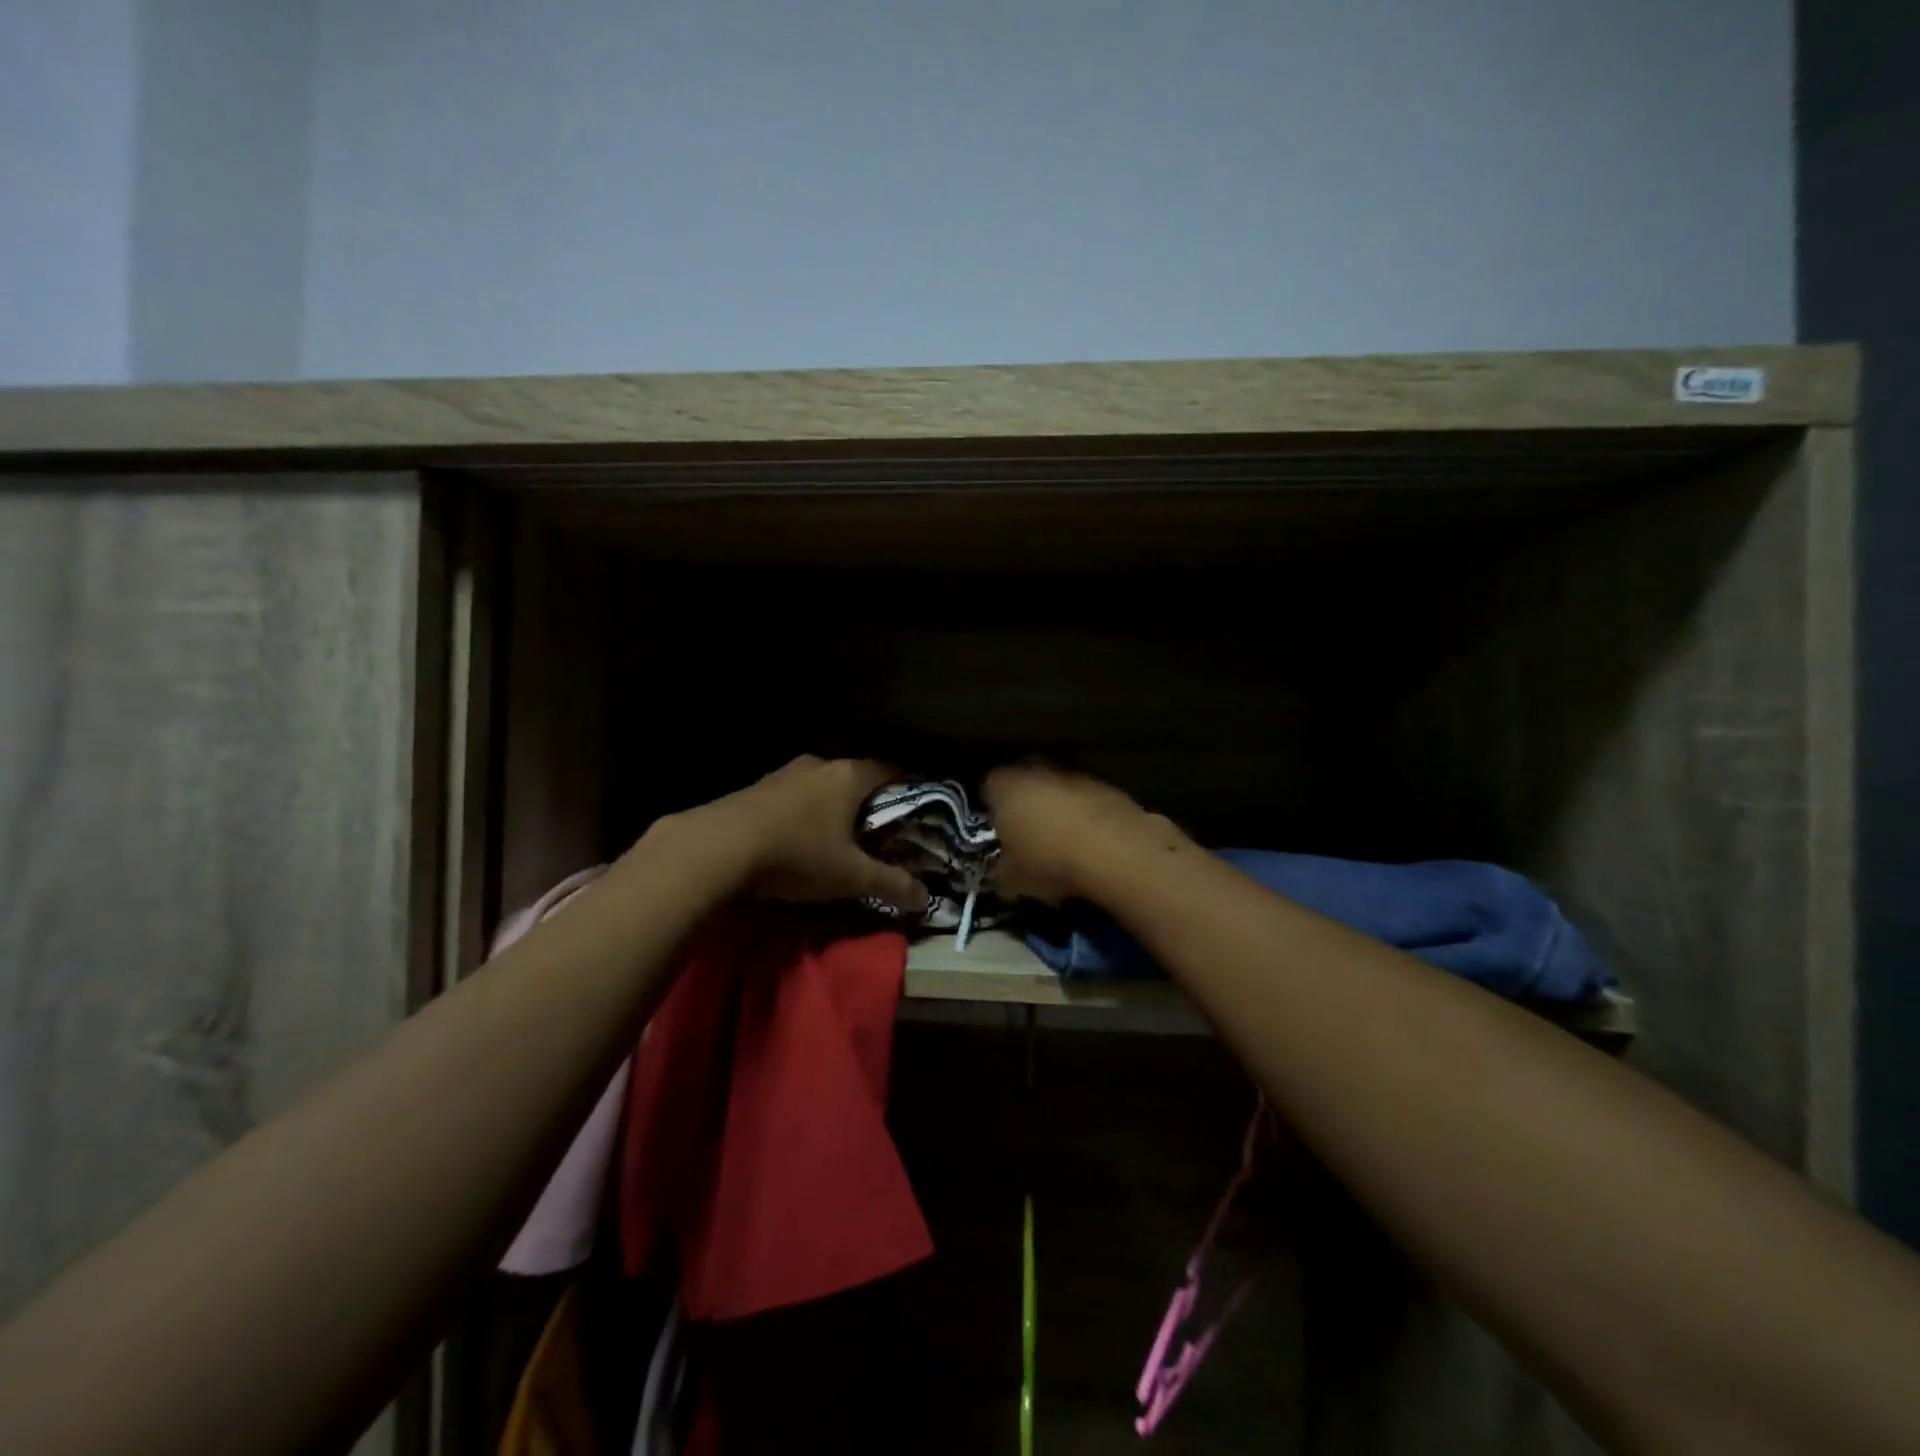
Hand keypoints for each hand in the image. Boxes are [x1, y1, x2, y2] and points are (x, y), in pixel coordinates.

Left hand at [703, 756, 929, 914]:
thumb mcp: (850, 876)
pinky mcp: (756, 788)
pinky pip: (794, 795)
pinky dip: (804, 812)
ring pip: (822, 785)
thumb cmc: (797, 854)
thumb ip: (891, 884)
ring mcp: (784, 773)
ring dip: (832, 806)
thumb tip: (926, 899)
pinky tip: (800, 836)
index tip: (917, 809)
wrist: (717, 848)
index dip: (908, 787)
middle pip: (855, 776)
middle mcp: (819, 764)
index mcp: (849, 775)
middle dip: (869, 800)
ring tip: (840, 834)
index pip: (891, 769)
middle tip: (881, 828)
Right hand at [983, 764, 1178, 904]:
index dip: (990, 806)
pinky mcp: (1110, 788)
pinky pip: (1089, 801)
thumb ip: (1002, 871)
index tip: (996, 828)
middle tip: (1027, 831)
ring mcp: (1077, 776)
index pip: (988, 786)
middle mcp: (1038, 772)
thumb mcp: (1012, 880)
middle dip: (1025, 801)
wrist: (1116, 854)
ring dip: (1060, 807)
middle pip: (1025, 780)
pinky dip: (1088, 816)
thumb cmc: (1049, 862)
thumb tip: (1003, 871)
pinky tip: (1093, 844)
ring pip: (1059, 788)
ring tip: (1064, 841)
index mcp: (1006, 788)